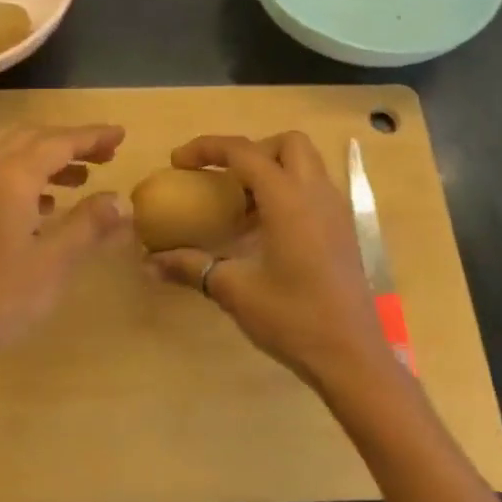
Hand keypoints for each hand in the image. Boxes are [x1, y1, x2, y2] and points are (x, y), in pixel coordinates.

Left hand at [0, 124, 128, 373]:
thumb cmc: (1, 297)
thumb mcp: (54, 262)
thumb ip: (89, 224)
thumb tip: (120, 200)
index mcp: (9, 178)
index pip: (58, 143)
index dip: (92, 136)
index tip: (121, 134)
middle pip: (33, 139)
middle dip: (72, 142)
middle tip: (108, 153)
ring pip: (13, 154)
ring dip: (50, 158)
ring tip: (85, 176)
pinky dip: (27, 176)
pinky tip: (48, 202)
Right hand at [151, 132, 392, 391]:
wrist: (352, 358)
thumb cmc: (293, 319)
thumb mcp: (234, 290)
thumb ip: (191, 267)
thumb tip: (149, 262)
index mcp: (289, 200)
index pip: (245, 152)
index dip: (208, 148)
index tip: (179, 162)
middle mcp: (317, 195)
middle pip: (288, 143)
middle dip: (251, 150)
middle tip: (224, 178)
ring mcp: (337, 212)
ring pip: (306, 165)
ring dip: (272, 170)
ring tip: (241, 205)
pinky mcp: (344, 232)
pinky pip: (315, 190)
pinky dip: (288, 192)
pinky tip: (266, 230)